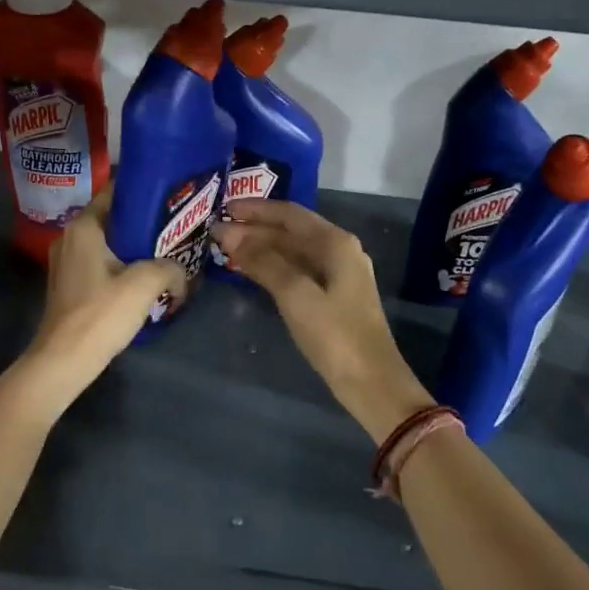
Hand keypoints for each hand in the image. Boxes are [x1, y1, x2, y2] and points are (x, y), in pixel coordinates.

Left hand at [30, 188, 185, 386]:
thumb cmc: (101, 313)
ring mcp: (67, 262)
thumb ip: (170, 268)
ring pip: (109, 243)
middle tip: (176, 227)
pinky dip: (122, 265)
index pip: (115, 192)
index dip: (144, 191)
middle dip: (144, 222)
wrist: (65, 360)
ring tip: (167, 253)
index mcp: (84, 227)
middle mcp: (71, 237)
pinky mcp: (70, 284)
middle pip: (114, 218)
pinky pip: (102, 263)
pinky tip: (145, 278)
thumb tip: (181, 273)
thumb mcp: (145, 284)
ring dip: (135, 247)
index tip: (171, 197)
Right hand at [211, 200, 432, 441]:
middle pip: (291, 231)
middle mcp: (339, 251)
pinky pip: (298, 270)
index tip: (224, 208)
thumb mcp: (296, 295)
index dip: (256, 209)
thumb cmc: (335, 335)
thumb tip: (231, 235)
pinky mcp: (333, 297)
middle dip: (255, 229)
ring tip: (227, 249)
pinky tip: (253, 271)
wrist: (371, 382)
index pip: (290, 214)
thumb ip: (264, 262)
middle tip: (217, 232)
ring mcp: (338, 274)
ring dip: (262, 248)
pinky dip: (273, 266)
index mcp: (336, 243)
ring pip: (294, 251)